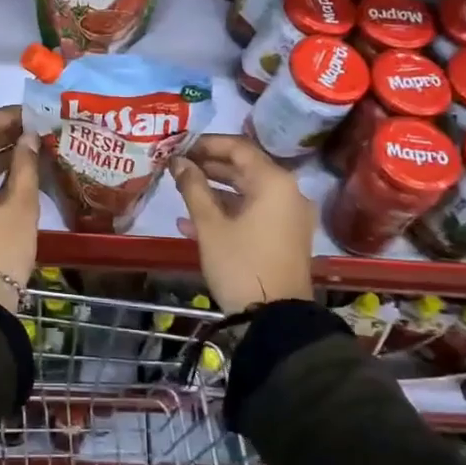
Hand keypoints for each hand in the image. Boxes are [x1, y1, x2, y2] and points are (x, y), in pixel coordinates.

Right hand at [170, 134, 315, 313]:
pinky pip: (253, 213)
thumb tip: (177, 161)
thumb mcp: (210, 225)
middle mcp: (287, 192)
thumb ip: (193, 187)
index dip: (206, 144)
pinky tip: (192, 223)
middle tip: (177, 166)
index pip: (238, 147)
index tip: (179, 146)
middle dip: (208, 166)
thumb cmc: (241, 264)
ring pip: (247, 191)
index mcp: (274, 182)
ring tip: (181, 190)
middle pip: (244, 168)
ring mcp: (288, 216)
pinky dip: (227, 212)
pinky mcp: (285, 236)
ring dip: (214, 190)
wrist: (277, 320)